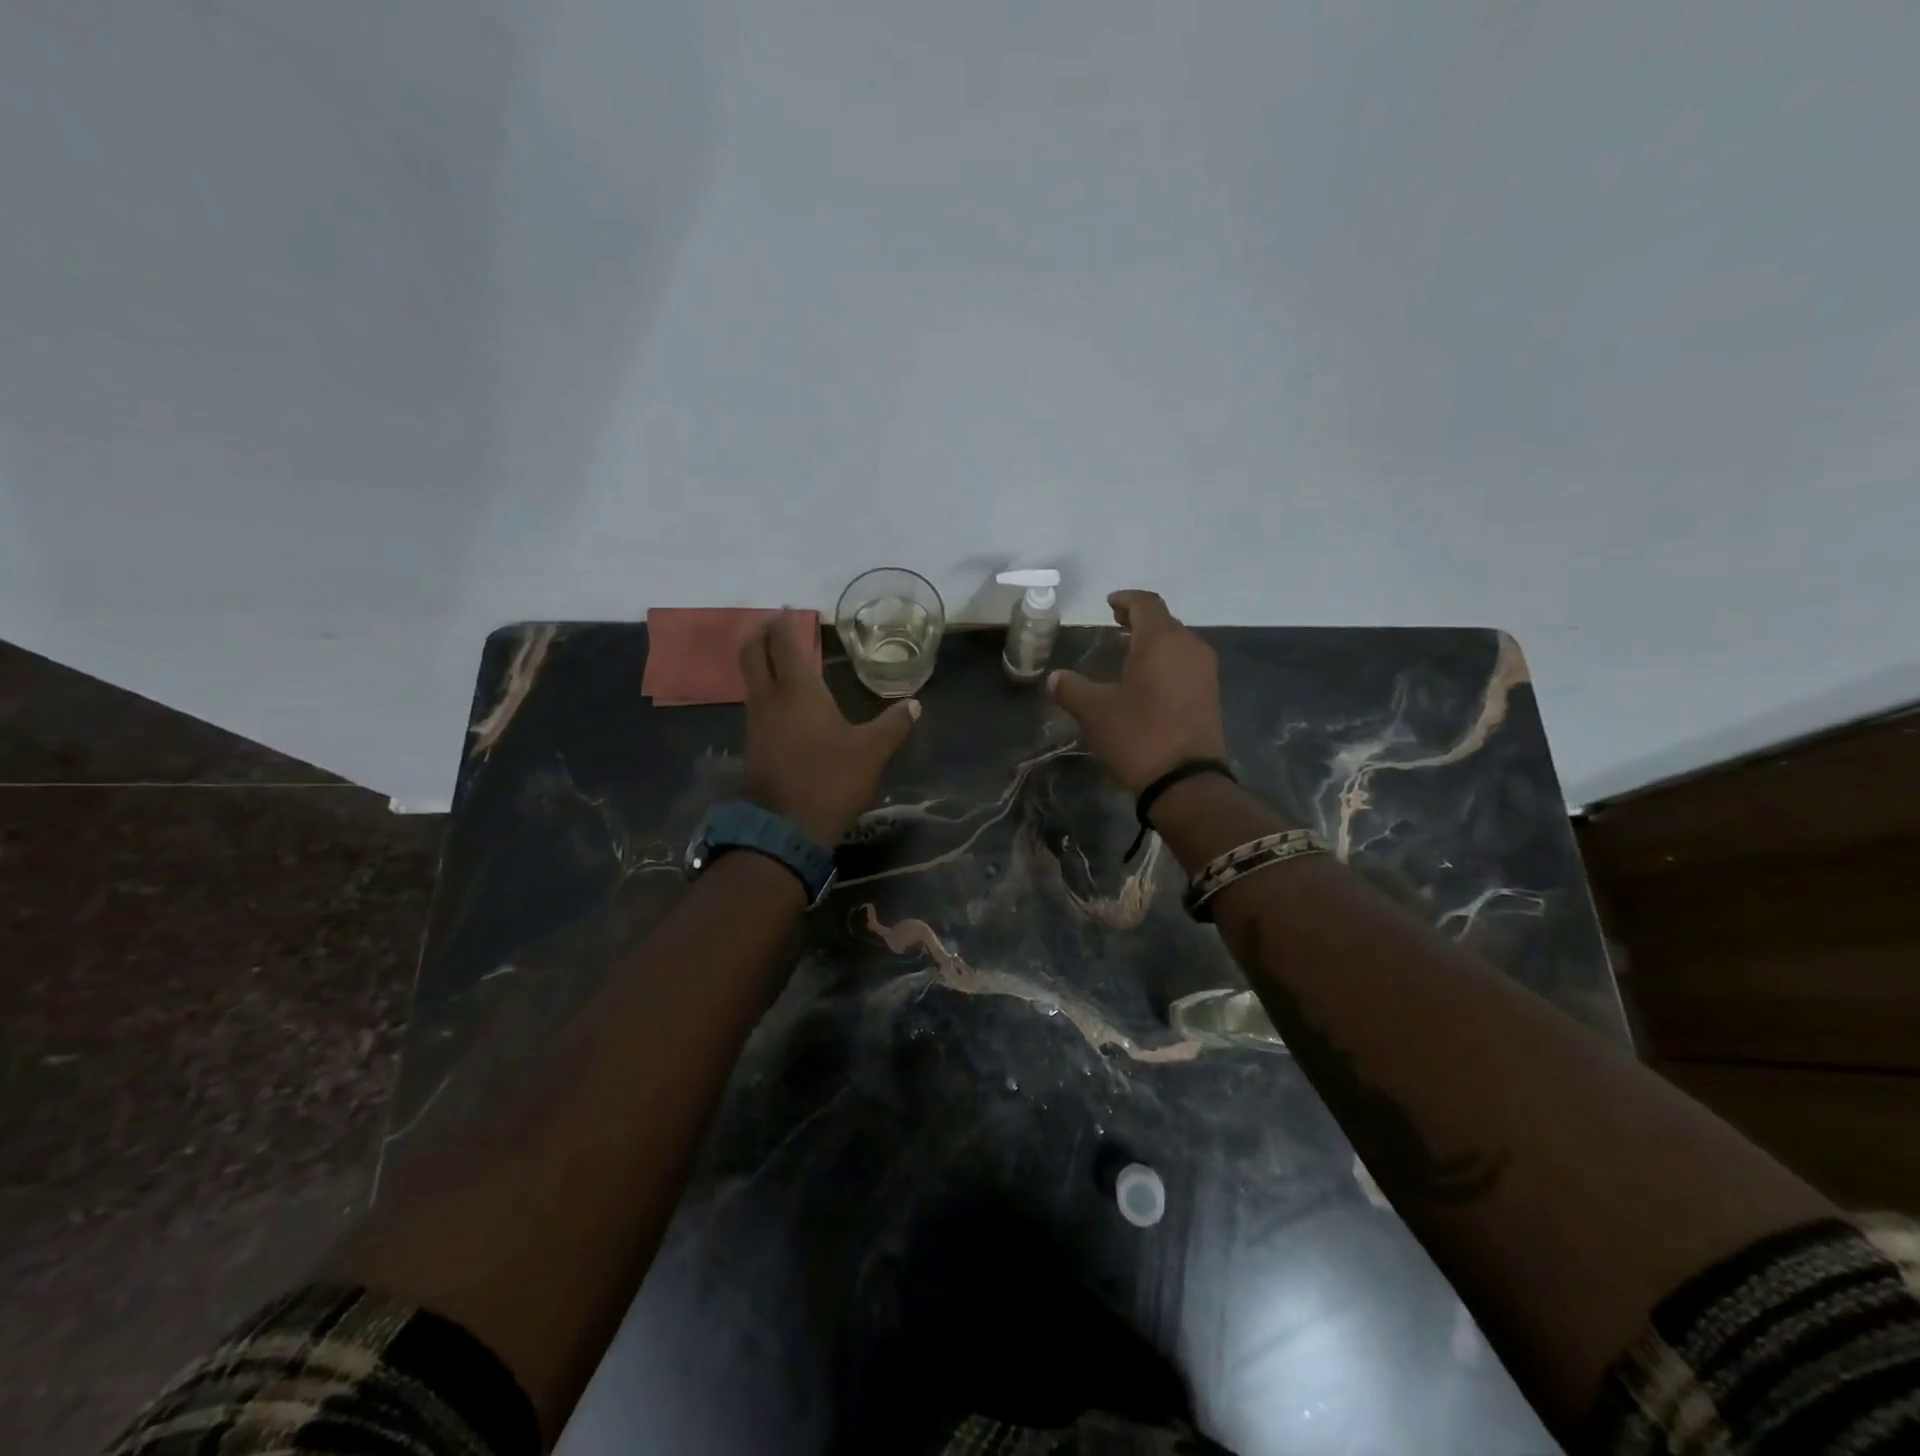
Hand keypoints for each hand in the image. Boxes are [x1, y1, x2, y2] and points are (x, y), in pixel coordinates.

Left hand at [739, 610, 919, 843]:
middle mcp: (769, 698)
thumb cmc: (830, 780)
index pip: (784, 641)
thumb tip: (914, 704)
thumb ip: (893, 725)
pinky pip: (756, 702)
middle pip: (752, 652)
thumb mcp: (872, 753)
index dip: (786, 622)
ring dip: (762, 661)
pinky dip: (766, 689)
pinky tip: (786, 701)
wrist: (784, 830)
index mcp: (798, 690)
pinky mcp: (753, 744)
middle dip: (762, 632)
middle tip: (778, 625)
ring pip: (751, 678)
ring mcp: (756, 721)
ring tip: (785, 659)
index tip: (792, 609)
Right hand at [1047, 590, 1226, 795]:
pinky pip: (1186, 663)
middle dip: (1140, 620)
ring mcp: (1205, 671)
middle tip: (1116, 625)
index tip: (1110, 604)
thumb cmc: (1137, 736)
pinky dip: (1167, 661)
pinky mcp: (1211, 694)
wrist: (1185, 781)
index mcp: (1161, 641)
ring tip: (1130, 652)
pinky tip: (1149, 679)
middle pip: (1164, 621)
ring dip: (1154, 642)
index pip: (1146, 604)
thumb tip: (1054, 678)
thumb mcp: (1094, 712)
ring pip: (1178, 642)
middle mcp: (1189, 647)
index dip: (1126, 600)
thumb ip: (1071, 689)